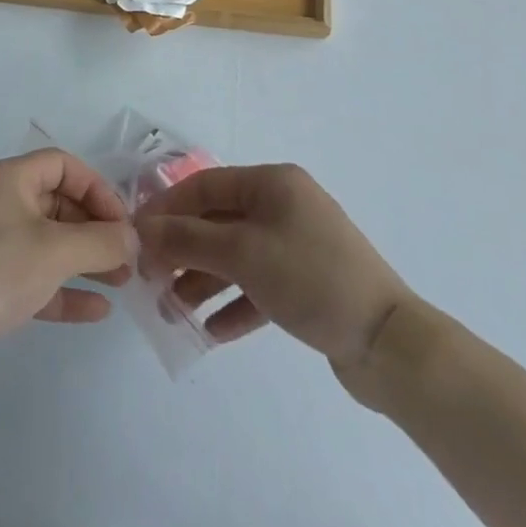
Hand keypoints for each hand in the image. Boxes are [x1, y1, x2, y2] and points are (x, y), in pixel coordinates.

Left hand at [0, 150, 131, 379]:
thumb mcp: (55, 252)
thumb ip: (101, 241)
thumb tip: (133, 238)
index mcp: (7, 179)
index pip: (62, 165)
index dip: (97, 189)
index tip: (124, 223)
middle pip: (58, 203)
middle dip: (96, 228)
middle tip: (128, 258)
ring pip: (48, 242)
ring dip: (86, 259)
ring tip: (122, 282)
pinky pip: (34, 276)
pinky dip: (64, 288)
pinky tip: (97, 310)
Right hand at [133, 163, 411, 369]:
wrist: (389, 343)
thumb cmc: (311, 278)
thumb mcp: (243, 253)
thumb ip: (188, 238)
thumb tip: (143, 228)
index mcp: (272, 184)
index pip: (205, 185)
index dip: (167, 208)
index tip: (136, 235)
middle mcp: (283, 206)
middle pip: (218, 222)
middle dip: (183, 250)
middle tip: (150, 279)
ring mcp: (297, 245)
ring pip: (235, 256)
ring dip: (203, 281)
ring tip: (173, 312)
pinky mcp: (306, 284)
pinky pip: (258, 287)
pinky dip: (234, 304)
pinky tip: (211, 330)